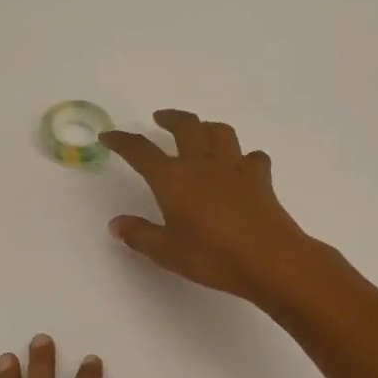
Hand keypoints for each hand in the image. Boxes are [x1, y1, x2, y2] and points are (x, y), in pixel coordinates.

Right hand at [102, 109, 319, 303]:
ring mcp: (234, 167)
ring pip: (219, 132)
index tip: (108, 136)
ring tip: (199, 132)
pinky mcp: (260, 178)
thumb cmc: (212, 256)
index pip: (140, 151)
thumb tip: (116, 224)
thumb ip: (139, 235)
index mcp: (172, 178)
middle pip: (185, 126)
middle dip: (170, 118)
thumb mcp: (166, 252)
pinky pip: (251, 157)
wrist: (269, 259)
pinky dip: (244, 157)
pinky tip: (241, 167)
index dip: (122, 141)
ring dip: (205, 126)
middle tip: (159, 118)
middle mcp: (202, 163)